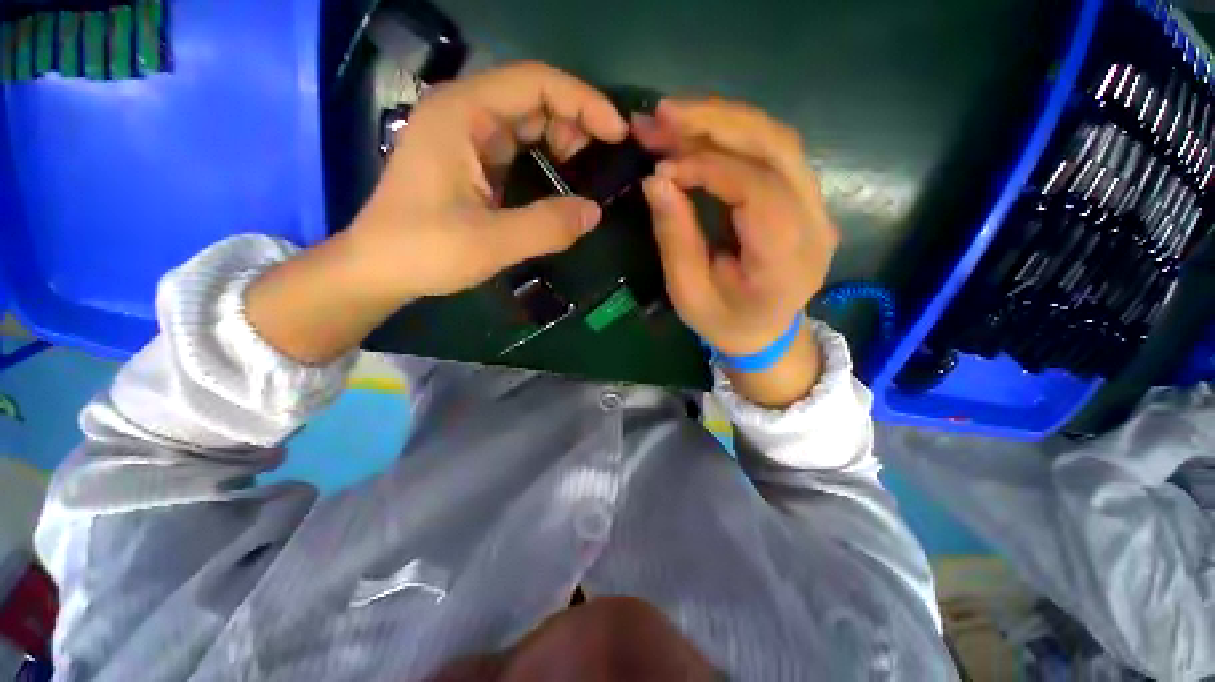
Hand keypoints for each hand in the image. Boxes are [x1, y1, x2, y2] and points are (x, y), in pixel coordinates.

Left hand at [245, 63, 627, 364]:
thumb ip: (547, 227)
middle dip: (575, 123)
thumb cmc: (424, 251)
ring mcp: (465, 136)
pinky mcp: (470, 160)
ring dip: (562, 141)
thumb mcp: (491, 242)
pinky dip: (545, 158)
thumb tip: (595, 212)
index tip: (619, 133)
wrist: (379, 269)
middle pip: (533, 97)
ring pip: (527, 121)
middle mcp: (464, 113)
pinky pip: (518, 147)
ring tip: (586, 173)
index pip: (535, 82)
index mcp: (463, 114)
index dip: (584, 102)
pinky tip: (561, 180)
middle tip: (604, 161)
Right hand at [634, 98, 838, 406]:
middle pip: (777, 148)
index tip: (661, 169)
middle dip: (716, 122)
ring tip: (674, 117)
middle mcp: (815, 225)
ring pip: (778, 140)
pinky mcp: (806, 197)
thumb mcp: (688, 293)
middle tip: (663, 114)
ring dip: (723, 120)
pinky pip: (774, 151)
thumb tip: (656, 180)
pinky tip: (700, 133)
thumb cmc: (724, 321)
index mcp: (785, 262)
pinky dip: (733, 135)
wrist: (765, 333)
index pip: (759, 191)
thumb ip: (675, 238)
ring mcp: (818, 207)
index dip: (709, 168)